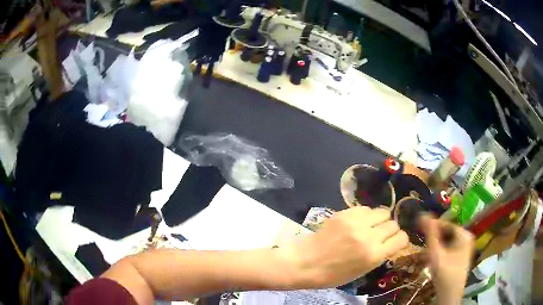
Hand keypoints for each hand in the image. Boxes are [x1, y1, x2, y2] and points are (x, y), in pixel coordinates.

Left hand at [281, 206, 408, 287]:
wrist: (305, 263)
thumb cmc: (333, 274)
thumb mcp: (362, 271)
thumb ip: (380, 255)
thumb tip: (391, 241)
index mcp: (374, 255)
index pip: (402, 238)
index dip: (400, 240)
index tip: (395, 241)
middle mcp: (368, 236)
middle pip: (393, 223)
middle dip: (390, 230)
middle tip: (380, 235)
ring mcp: (355, 222)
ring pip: (382, 211)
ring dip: (379, 220)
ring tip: (369, 227)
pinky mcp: (344, 213)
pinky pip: (365, 208)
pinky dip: (365, 215)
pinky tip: (357, 223)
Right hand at [420, 216, 474, 304]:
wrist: (450, 295)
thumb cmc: (444, 274)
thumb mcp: (435, 254)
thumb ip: (430, 234)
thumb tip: (423, 215)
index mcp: (464, 234)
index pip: (446, 224)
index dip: (433, 224)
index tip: (419, 225)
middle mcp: (467, 237)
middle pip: (448, 232)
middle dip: (434, 235)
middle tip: (421, 239)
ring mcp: (466, 246)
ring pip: (448, 240)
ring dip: (437, 243)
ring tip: (426, 248)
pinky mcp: (462, 254)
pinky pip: (450, 246)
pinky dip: (441, 249)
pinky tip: (433, 255)